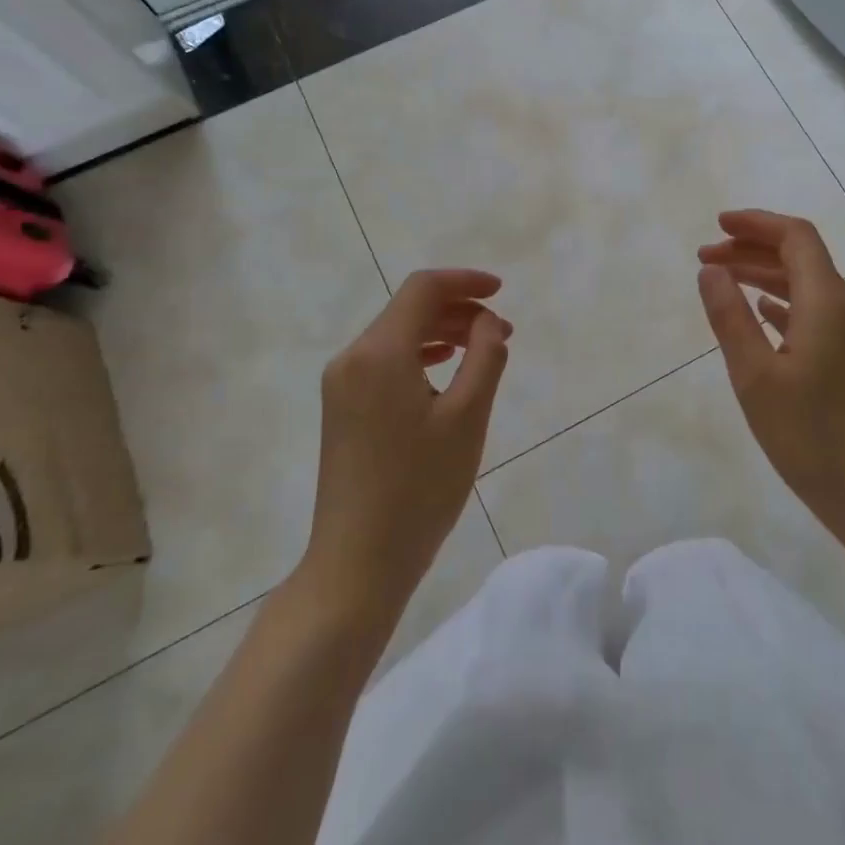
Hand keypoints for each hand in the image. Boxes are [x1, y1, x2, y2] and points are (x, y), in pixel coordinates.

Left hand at [306, 269, 510, 621]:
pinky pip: (385, 362)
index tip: (501, 291)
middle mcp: (352, 358)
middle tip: (502, 333)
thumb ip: (484, 358)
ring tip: (483, 350)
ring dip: (442, 333)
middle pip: (408, 310)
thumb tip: (488, 323)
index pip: (423, 289)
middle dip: (458, 310)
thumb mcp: (467, 418)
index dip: (465, 282)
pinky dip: (420, 356)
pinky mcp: (342, 408)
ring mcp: (341, 384)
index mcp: (379, 352)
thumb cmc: (419, 488)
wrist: (357, 562)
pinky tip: (446, 369)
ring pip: (397, 336)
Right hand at [697, 210, 844, 553]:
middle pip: (800, 258)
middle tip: (706, 259)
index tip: (716, 226)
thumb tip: (711, 270)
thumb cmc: (811, 437)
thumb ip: (730, 317)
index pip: (795, 237)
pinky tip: (761, 315)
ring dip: (765, 276)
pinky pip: (816, 312)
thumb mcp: (755, 377)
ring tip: (723, 282)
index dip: (755, 223)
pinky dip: (783, 304)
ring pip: (807, 286)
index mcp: (828, 302)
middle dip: (752, 249)